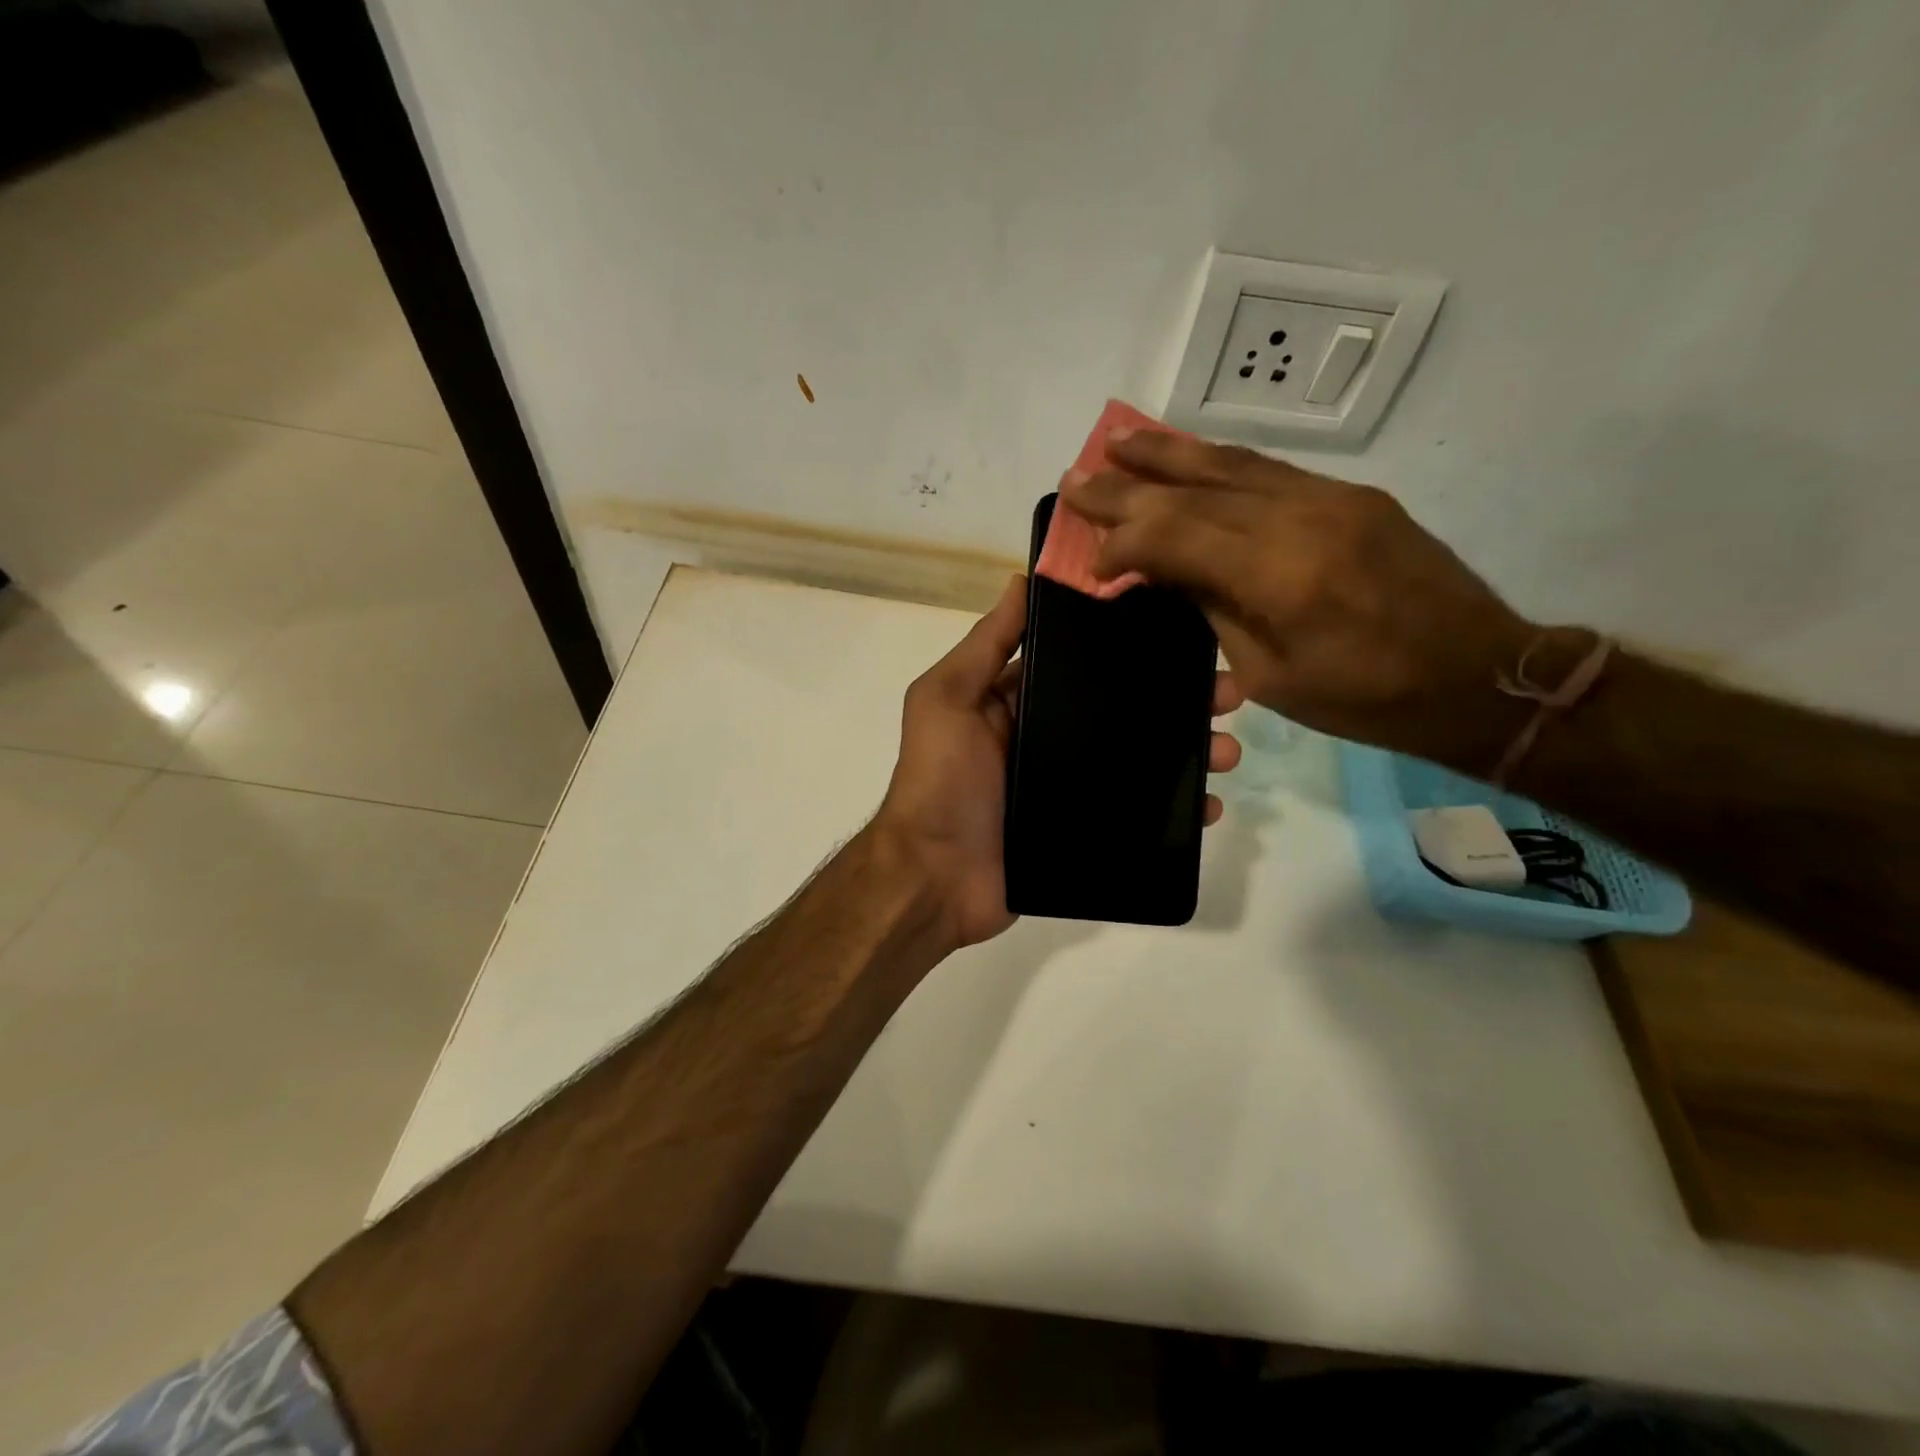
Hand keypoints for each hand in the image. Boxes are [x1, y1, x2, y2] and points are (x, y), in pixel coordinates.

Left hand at [870, 573, 1243, 948]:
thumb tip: (1022, 582)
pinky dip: (1176, 809)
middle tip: (1229, 694)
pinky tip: (1210, 806)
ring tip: (1229, 751)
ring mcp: (1070, 788)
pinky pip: (1139, 814)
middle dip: (1176, 700)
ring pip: (1141, 760)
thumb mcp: (946, 700)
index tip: (1184, 633)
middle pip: (1123, 711)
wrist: (934, 878)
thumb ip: (984, 646)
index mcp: (1019, 702)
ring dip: (1188, 751)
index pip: (1083, 663)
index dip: (1130, 647)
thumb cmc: (939, 781)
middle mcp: (1049, 739)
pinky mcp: (1085, 832)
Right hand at [1062, 430, 1552, 775]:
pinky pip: (1270, 470)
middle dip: (1128, 484)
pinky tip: (1189, 458)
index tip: (1092, 560)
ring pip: (1232, 465)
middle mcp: (1301, 519)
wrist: (1478, 675)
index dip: (1123, 541)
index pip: (1176, 536)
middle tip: (1076, 475)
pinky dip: (1218, 462)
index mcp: (1279, 575)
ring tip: (1121, 441)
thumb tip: (1169, 572)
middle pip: (1195, 490)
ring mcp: (1331, 498)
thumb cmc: (1366, 698)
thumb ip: (1217, 610)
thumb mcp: (1273, 673)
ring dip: (1169, 454)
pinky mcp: (1353, 496)